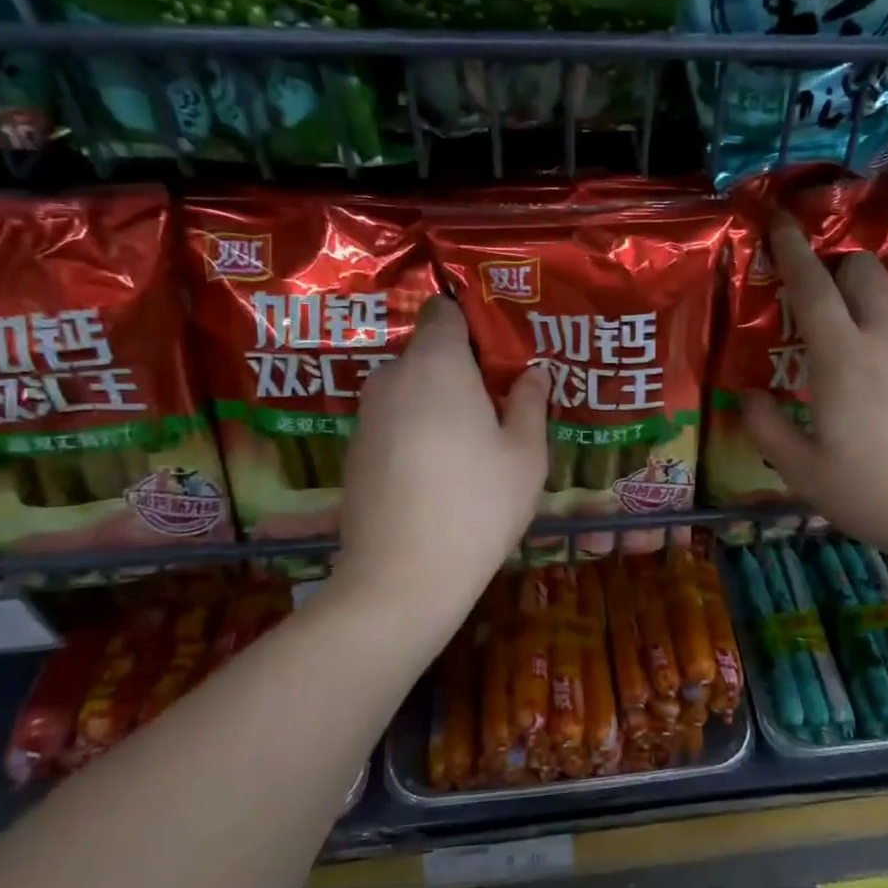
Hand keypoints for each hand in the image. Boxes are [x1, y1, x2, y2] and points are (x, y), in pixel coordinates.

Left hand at [335, 296, 549, 632]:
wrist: (402, 576)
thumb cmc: (478, 504)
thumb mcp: (525, 454)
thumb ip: (529, 403)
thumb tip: (532, 373)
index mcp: (437, 364)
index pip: (442, 311)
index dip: (471, 324)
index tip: (498, 355)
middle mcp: (393, 377)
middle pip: (427, 353)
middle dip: (460, 370)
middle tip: (498, 407)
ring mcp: (367, 415)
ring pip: (410, 390)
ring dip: (438, 403)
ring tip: (472, 445)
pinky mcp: (355, 450)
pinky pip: (393, 421)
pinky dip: (416, 431)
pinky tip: (438, 473)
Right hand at [741, 219, 887, 585]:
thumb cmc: (874, 496)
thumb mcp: (803, 472)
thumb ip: (766, 428)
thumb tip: (749, 395)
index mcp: (842, 358)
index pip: (812, 286)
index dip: (792, 251)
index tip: (782, 223)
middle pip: (867, 271)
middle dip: (842, 268)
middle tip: (830, 299)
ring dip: (880, 303)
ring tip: (871, 342)